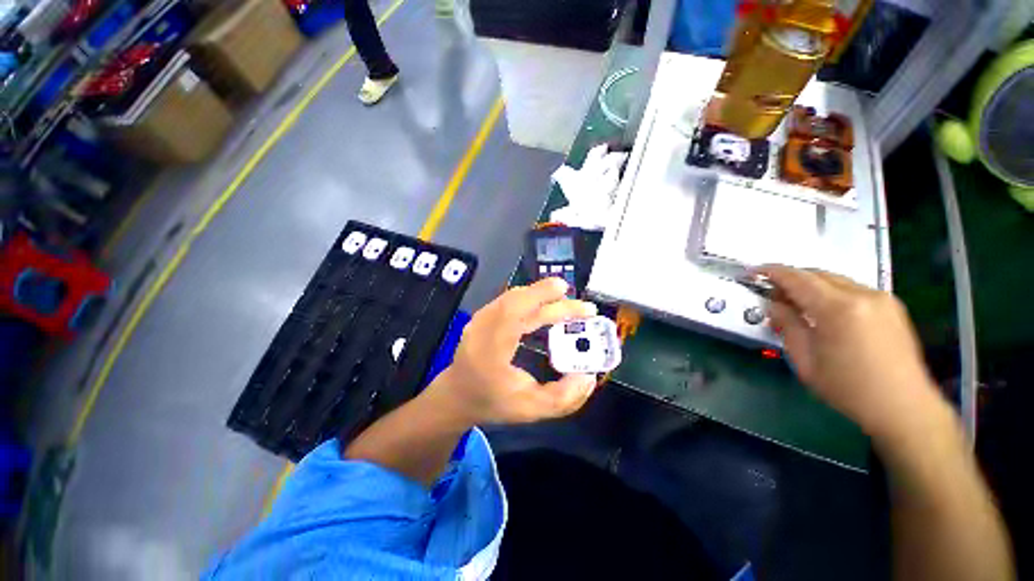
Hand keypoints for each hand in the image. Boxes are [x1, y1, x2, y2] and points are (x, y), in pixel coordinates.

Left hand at [425, 278, 599, 425]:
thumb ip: (563, 398)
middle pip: (517, 298)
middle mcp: (483, 326)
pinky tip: (545, 306)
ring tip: (567, 303)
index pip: (517, 313)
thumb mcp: (530, 410)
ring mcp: (480, 317)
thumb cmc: (492, 402)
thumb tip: (588, 377)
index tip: (578, 303)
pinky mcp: (483, 315)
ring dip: (541, 295)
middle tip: (581, 305)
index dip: (547, 302)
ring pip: (514, 296)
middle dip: (550, 294)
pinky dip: (530, 298)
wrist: (457, 396)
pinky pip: (509, 300)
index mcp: (491, 347)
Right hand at [759, 265, 942, 439]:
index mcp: (838, 309)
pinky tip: (825, 313)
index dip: (771, 272)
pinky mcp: (892, 306)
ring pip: (835, 280)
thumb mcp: (805, 361)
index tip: (753, 273)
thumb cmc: (848, 388)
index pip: (797, 278)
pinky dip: (831, 293)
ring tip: (798, 306)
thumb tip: (774, 305)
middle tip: (773, 296)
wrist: (904, 406)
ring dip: (811, 286)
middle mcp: (863, 295)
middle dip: (790, 279)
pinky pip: (852, 289)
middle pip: (817, 274)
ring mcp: (881, 298)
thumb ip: (787, 325)